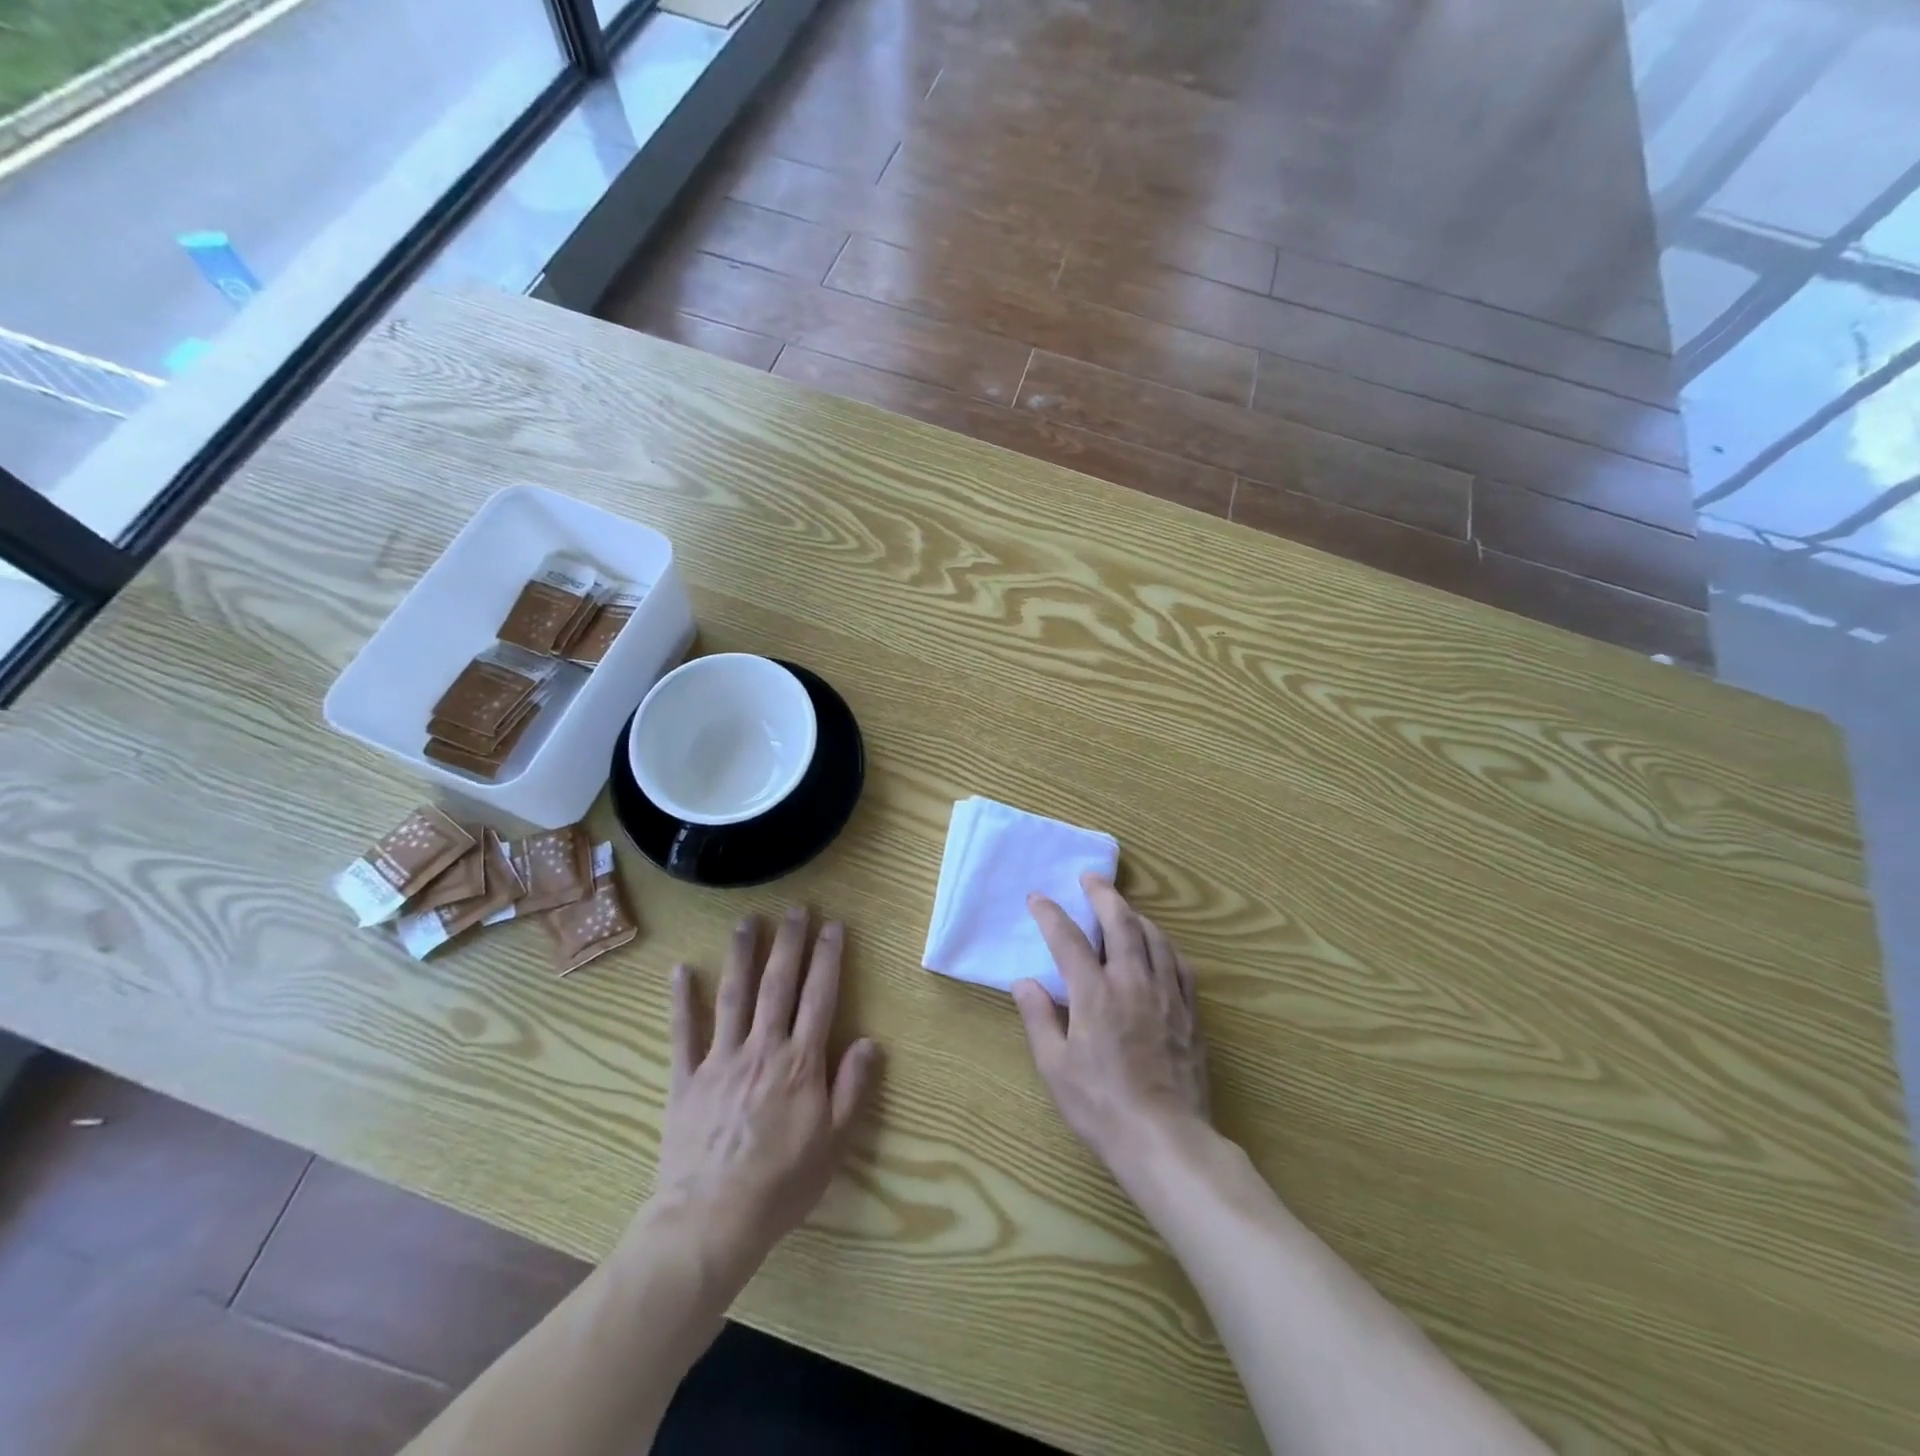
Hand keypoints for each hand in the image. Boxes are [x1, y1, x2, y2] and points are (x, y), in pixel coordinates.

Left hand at [655, 907, 879, 1263]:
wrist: (712, 1221)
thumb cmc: (782, 1184)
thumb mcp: (833, 1142)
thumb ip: (852, 1087)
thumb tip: (870, 1041)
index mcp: (801, 1062)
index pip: (819, 997)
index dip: (827, 958)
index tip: (832, 926)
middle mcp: (762, 1048)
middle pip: (778, 984)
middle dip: (789, 943)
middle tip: (796, 909)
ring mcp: (721, 1059)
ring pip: (733, 995)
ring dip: (742, 955)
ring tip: (748, 921)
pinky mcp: (686, 1078)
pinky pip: (683, 1032)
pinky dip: (682, 1000)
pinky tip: (681, 969)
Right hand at [1013, 876, 1208, 1174]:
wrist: (1165, 1139)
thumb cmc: (1101, 1106)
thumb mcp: (1055, 1067)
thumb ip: (1039, 1018)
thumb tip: (1024, 981)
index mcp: (1094, 994)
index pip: (1067, 939)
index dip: (1050, 914)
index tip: (1037, 898)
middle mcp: (1132, 983)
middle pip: (1120, 923)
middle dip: (1102, 895)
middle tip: (1090, 878)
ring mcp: (1166, 995)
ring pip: (1154, 937)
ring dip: (1135, 915)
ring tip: (1122, 908)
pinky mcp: (1190, 1013)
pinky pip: (1180, 964)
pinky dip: (1165, 945)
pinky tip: (1159, 946)